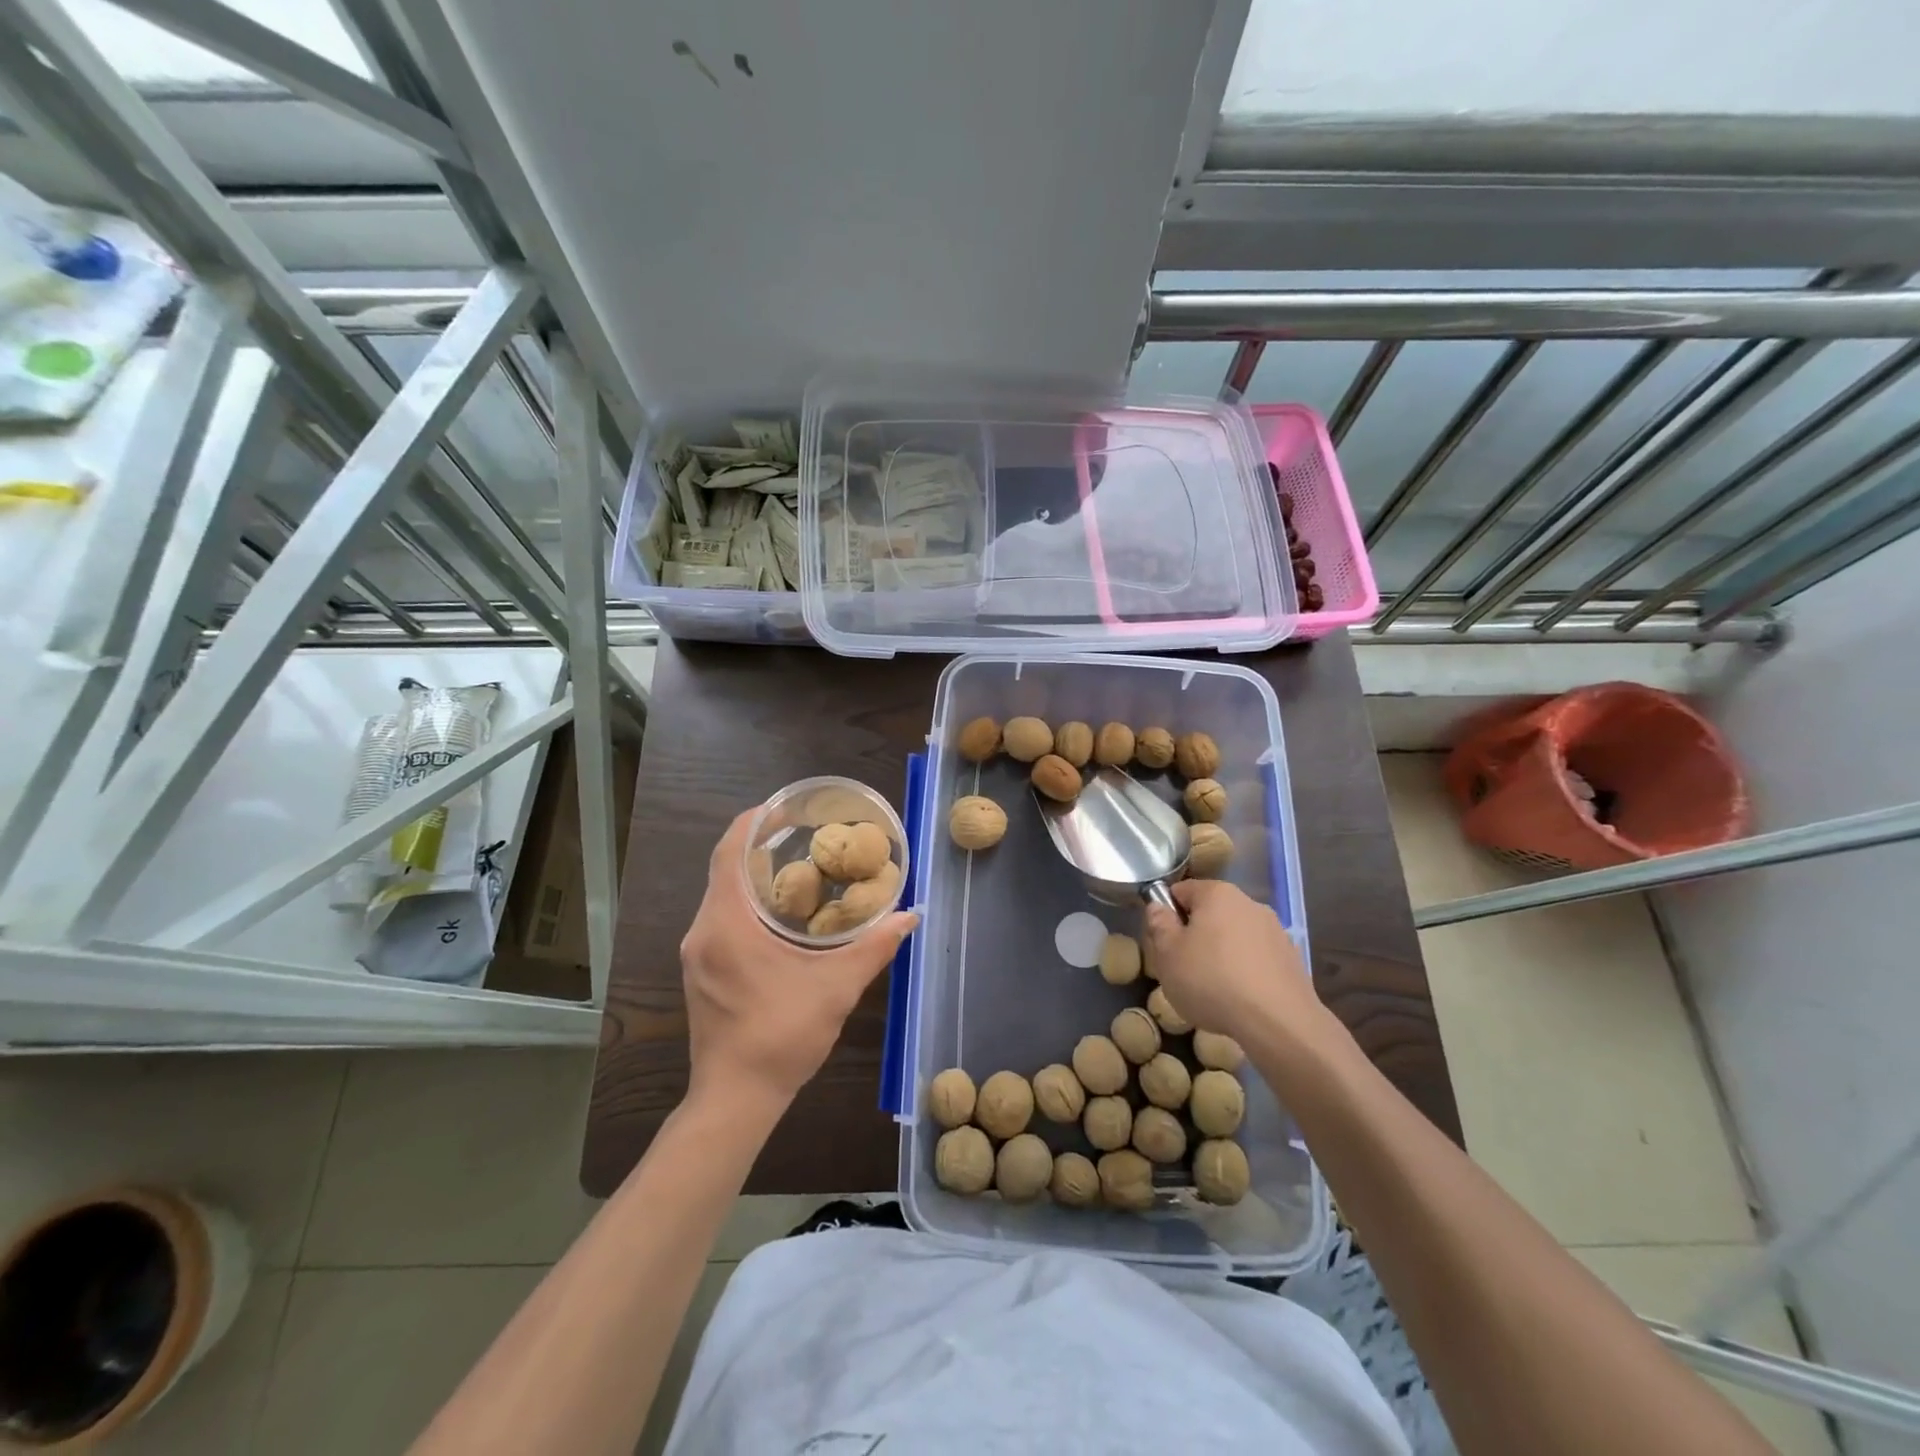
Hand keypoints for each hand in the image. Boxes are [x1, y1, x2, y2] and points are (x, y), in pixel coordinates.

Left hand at [682, 810, 917, 1111]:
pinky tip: (782, 914)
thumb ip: (874, 947)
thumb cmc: (782, 1036)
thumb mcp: (837, 988)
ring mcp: (698, 954)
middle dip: (759, 847)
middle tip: (803, 836)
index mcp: (726, 924)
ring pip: (722, 896)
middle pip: (724, 870)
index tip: (781, 808)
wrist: (736, 1099)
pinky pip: (721, 919)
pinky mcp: (702, 972)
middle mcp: (704, 931)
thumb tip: (910, 916)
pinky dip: (748, 904)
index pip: (727, 853)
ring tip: (799, 868)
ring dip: (754, 877)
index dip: (750, 823)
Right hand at [1143, 880, 1327, 1041]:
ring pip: (1234, 936)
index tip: (1163, 943)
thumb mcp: (1168, 955)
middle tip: (1183, 968)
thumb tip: (1159, 908)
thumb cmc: (1212, 981)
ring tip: (1213, 989)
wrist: (1279, 1023)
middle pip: (1210, 913)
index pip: (1181, 891)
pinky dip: (1244, 971)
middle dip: (1195, 935)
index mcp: (1217, 894)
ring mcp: (1275, 931)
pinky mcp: (1291, 959)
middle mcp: (1249, 903)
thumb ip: (1159, 925)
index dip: (1166, 914)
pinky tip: (1239, 999)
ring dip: (1221, 954)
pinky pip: (1256, 958)